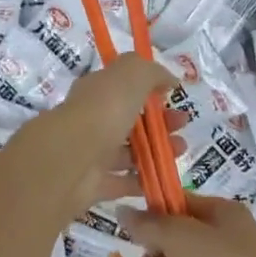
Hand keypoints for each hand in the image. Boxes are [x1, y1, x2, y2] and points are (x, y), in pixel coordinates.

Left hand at [9, 54, 177, 215]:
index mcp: (96, 90)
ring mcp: (91, 153)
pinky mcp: (93, 185)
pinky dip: (143, 181)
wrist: (71, 159)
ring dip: (157, 150)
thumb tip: (169, 78)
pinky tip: (164, 180)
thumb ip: (152, 71)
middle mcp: (91, 119)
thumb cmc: (104, 110)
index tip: (173, 95)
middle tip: (184, 125)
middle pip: (129, 120)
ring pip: (129, 151)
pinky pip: (123, 182)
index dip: (149, 89)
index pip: (123, 86)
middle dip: (160, 121)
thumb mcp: (132, 74)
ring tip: (182, 150)